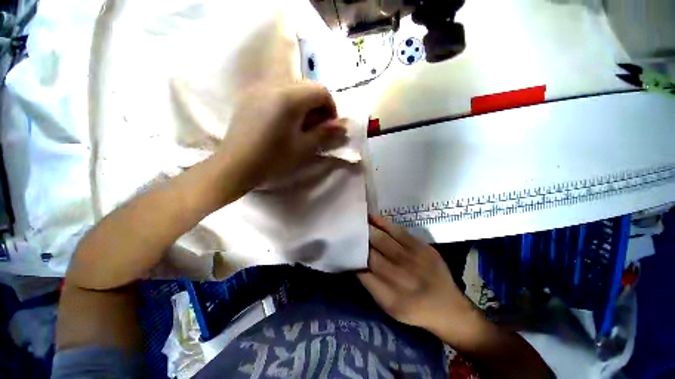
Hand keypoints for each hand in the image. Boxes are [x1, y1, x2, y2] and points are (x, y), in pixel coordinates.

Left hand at [220, 83, 346, 192]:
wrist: (235, 166)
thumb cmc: (273, 159)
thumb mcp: (304, 148)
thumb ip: (325, 133)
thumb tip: (343, 126)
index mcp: (289, 97)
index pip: (321, 91)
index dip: (331, 108)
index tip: (329, 126)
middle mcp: (273, 85)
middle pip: (307, 86)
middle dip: (318, 105)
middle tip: (316, 127)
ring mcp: (259, 89)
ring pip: (292, 88)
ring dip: (303, 104)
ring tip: (300, 126)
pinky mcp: (250, 96)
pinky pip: (276, 92)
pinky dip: (288, 103)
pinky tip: (283, 122)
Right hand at [358, 215, 474, 334]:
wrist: (448, 307)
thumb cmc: (414, 309)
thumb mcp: (388, 306)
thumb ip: (370, 284)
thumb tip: (353, 261)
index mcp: (390, 297)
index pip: (362, 272)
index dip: (351, 257)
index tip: (343, 247)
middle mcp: (401, 277)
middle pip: (371, 253)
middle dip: (358, 240)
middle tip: (347, 230)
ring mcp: (414, 260)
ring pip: (382, 239)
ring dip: (367, 229)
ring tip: (357, 221)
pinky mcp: (423, 247)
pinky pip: (398, 231)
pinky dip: (383, 223)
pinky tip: (372, 218)